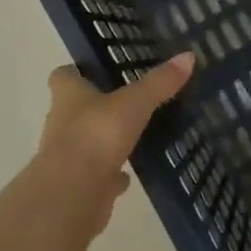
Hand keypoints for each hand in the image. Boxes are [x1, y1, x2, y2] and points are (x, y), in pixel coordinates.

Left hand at [36, 53, 195, 203]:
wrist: (73, 194)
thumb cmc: (97, 136)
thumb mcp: (134, 103)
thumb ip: (159, 82)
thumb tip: (188, 56)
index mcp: (68, 96)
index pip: (63, 75)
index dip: (77, 71)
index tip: (99, 69)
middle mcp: (62, 123)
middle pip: (75, 108)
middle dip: (98, 104)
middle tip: (129, 98)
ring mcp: (68, 156)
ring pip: (87, 141)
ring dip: (105, 139)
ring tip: (135, 134)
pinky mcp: (79, 184)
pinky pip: (97, 173)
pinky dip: (112, 172)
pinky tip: (131, 174)